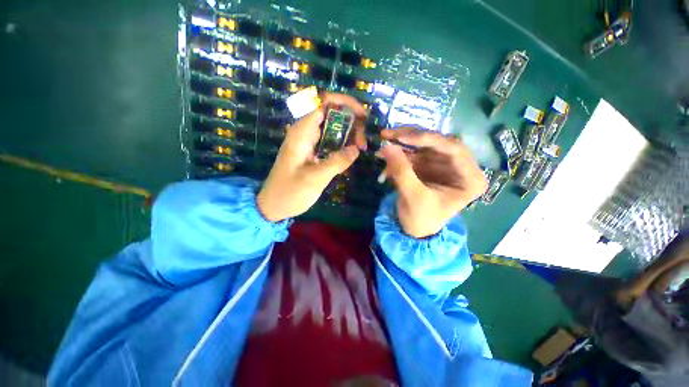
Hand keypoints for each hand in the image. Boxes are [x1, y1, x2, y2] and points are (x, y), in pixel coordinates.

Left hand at [257, 93, 366, 221]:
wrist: (274, 206)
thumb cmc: (290, 192)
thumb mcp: (316, 177)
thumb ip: (338, 161)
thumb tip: (356, 149)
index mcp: (302, 132)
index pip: (324, 102)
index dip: (346, 103)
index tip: (363, 117)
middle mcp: (305, 132)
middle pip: (333, 114)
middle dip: (352, 123)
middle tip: (362, 144)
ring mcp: (309, 142)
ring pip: (333, 128)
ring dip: (349, 135)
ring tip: (360, 149)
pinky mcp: (312, 152)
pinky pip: (330, 141)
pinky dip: (343, 145)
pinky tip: (351, 155)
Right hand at [379, 127, 487, 237]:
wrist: (414, 230)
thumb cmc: (421, 219)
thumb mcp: (412, 196)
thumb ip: (401, 170)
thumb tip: (386, 145)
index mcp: (470, 178)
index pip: (454, 149)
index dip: (428, 139)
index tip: (402, 136)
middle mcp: (459, 167)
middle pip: (437, 143)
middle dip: (410, 138)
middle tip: (387, 134)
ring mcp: (443, 165)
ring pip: (422, 145)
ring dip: (401, 144)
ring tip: (382, 145)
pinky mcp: (428, 165)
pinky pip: (413, 153)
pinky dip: (398, 155)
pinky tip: (385, 160)